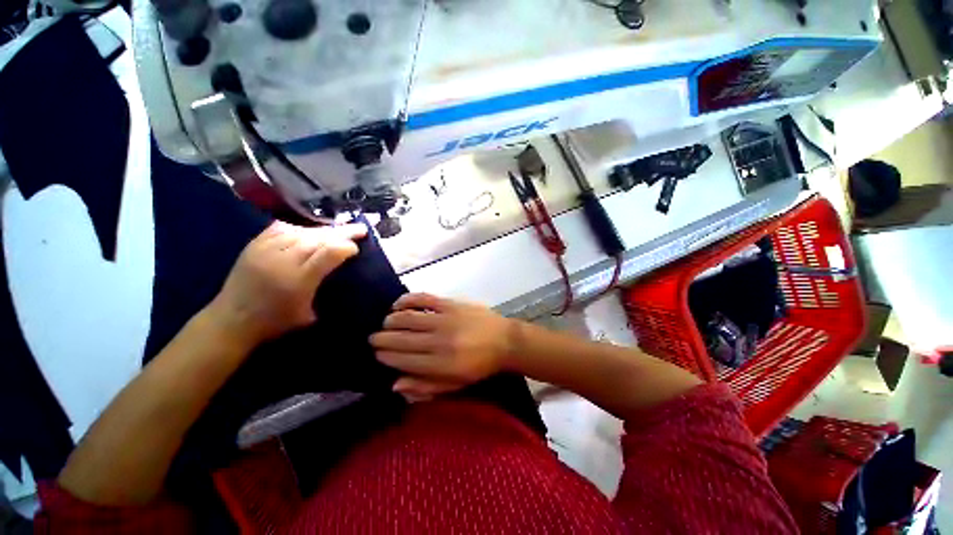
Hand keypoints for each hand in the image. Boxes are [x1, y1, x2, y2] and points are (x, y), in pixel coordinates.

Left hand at [207, 221, 366, 347]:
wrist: (231, 320)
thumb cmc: (275, 322)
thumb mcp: (308, 314)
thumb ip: (325, 288)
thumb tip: (341, 268)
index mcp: (299, 280)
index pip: (328, 252)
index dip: (346, 246)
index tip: (357, 248)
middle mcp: (282, 260)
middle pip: (318, 238)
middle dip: (342, 232)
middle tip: (359, 230)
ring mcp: (265, 250)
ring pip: (302, 231)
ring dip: (324, 230)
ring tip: (338, 230)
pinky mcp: (254, 245)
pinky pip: (281, 228)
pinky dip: (300, 228)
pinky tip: (309, 230)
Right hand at [370, 294, 517, 400]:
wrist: (504, 341)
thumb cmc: (479, 366)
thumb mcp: (455, 385)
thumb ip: (425, 386)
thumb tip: (395, 384)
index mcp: (440, 365)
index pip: (402, 360)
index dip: (386, 356)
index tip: (377, 353)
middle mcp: (438, 341)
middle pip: (401, 339)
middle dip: (382, 339)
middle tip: (374, 338)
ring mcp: (444, 319)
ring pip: (407, 318)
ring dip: (391, 320)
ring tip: (385, 323)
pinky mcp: (451, 304)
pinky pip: (423, 299)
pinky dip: (407, 300)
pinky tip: (398, 304)